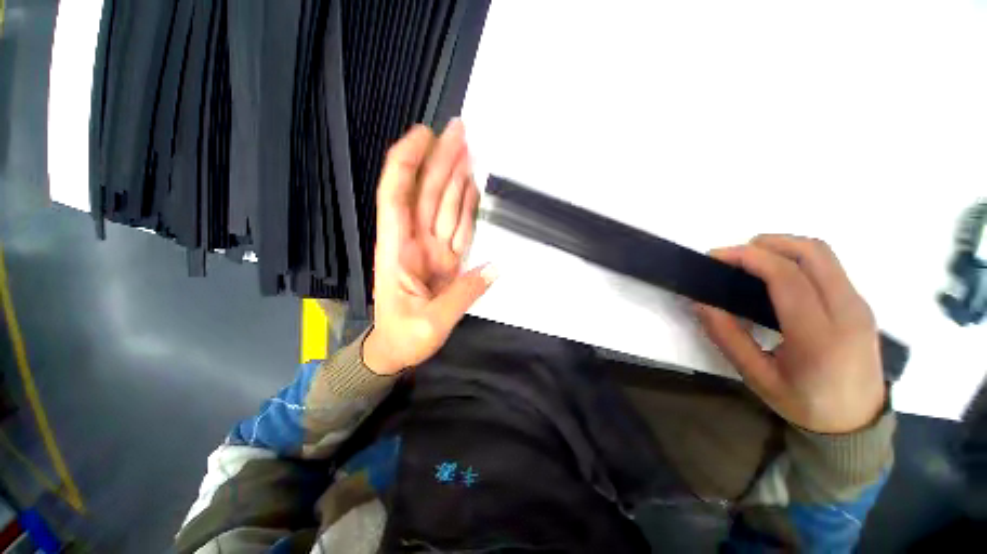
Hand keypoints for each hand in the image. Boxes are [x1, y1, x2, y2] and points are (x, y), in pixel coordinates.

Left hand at [362, 121, 495, 374]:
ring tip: (468, 149)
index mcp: (398, 252)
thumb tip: (495, 267)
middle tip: (458, 130)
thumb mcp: (432, 323)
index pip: (396, 197)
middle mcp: (414, 243)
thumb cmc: (405, 337)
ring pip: (443, 205)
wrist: (398, 349)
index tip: (423, 135)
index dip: (406, 164)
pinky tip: (471, 185)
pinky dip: (465, 205)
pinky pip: (456, 226)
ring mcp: (432, 248)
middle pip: (426, 194)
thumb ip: (463, 294)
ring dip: (454, 176)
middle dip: (439, 160)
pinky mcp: (446, 257)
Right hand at [694, 235, 884, 433]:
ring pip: (823, 254)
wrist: (856, 423)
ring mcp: (858, 304)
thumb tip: (701, 302)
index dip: (749, 257)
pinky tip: (776, 274)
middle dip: (768, 243)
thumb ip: (727, 337)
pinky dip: (797, 257)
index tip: (717, 256)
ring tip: (751, 260)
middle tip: (733, 255)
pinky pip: (828, 265)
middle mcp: (847, 312)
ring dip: (783, 246)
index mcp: (819, 337)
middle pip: (812, 252)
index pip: (787, 277)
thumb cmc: (804, 404)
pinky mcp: (859, 303)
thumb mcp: (756, 376)